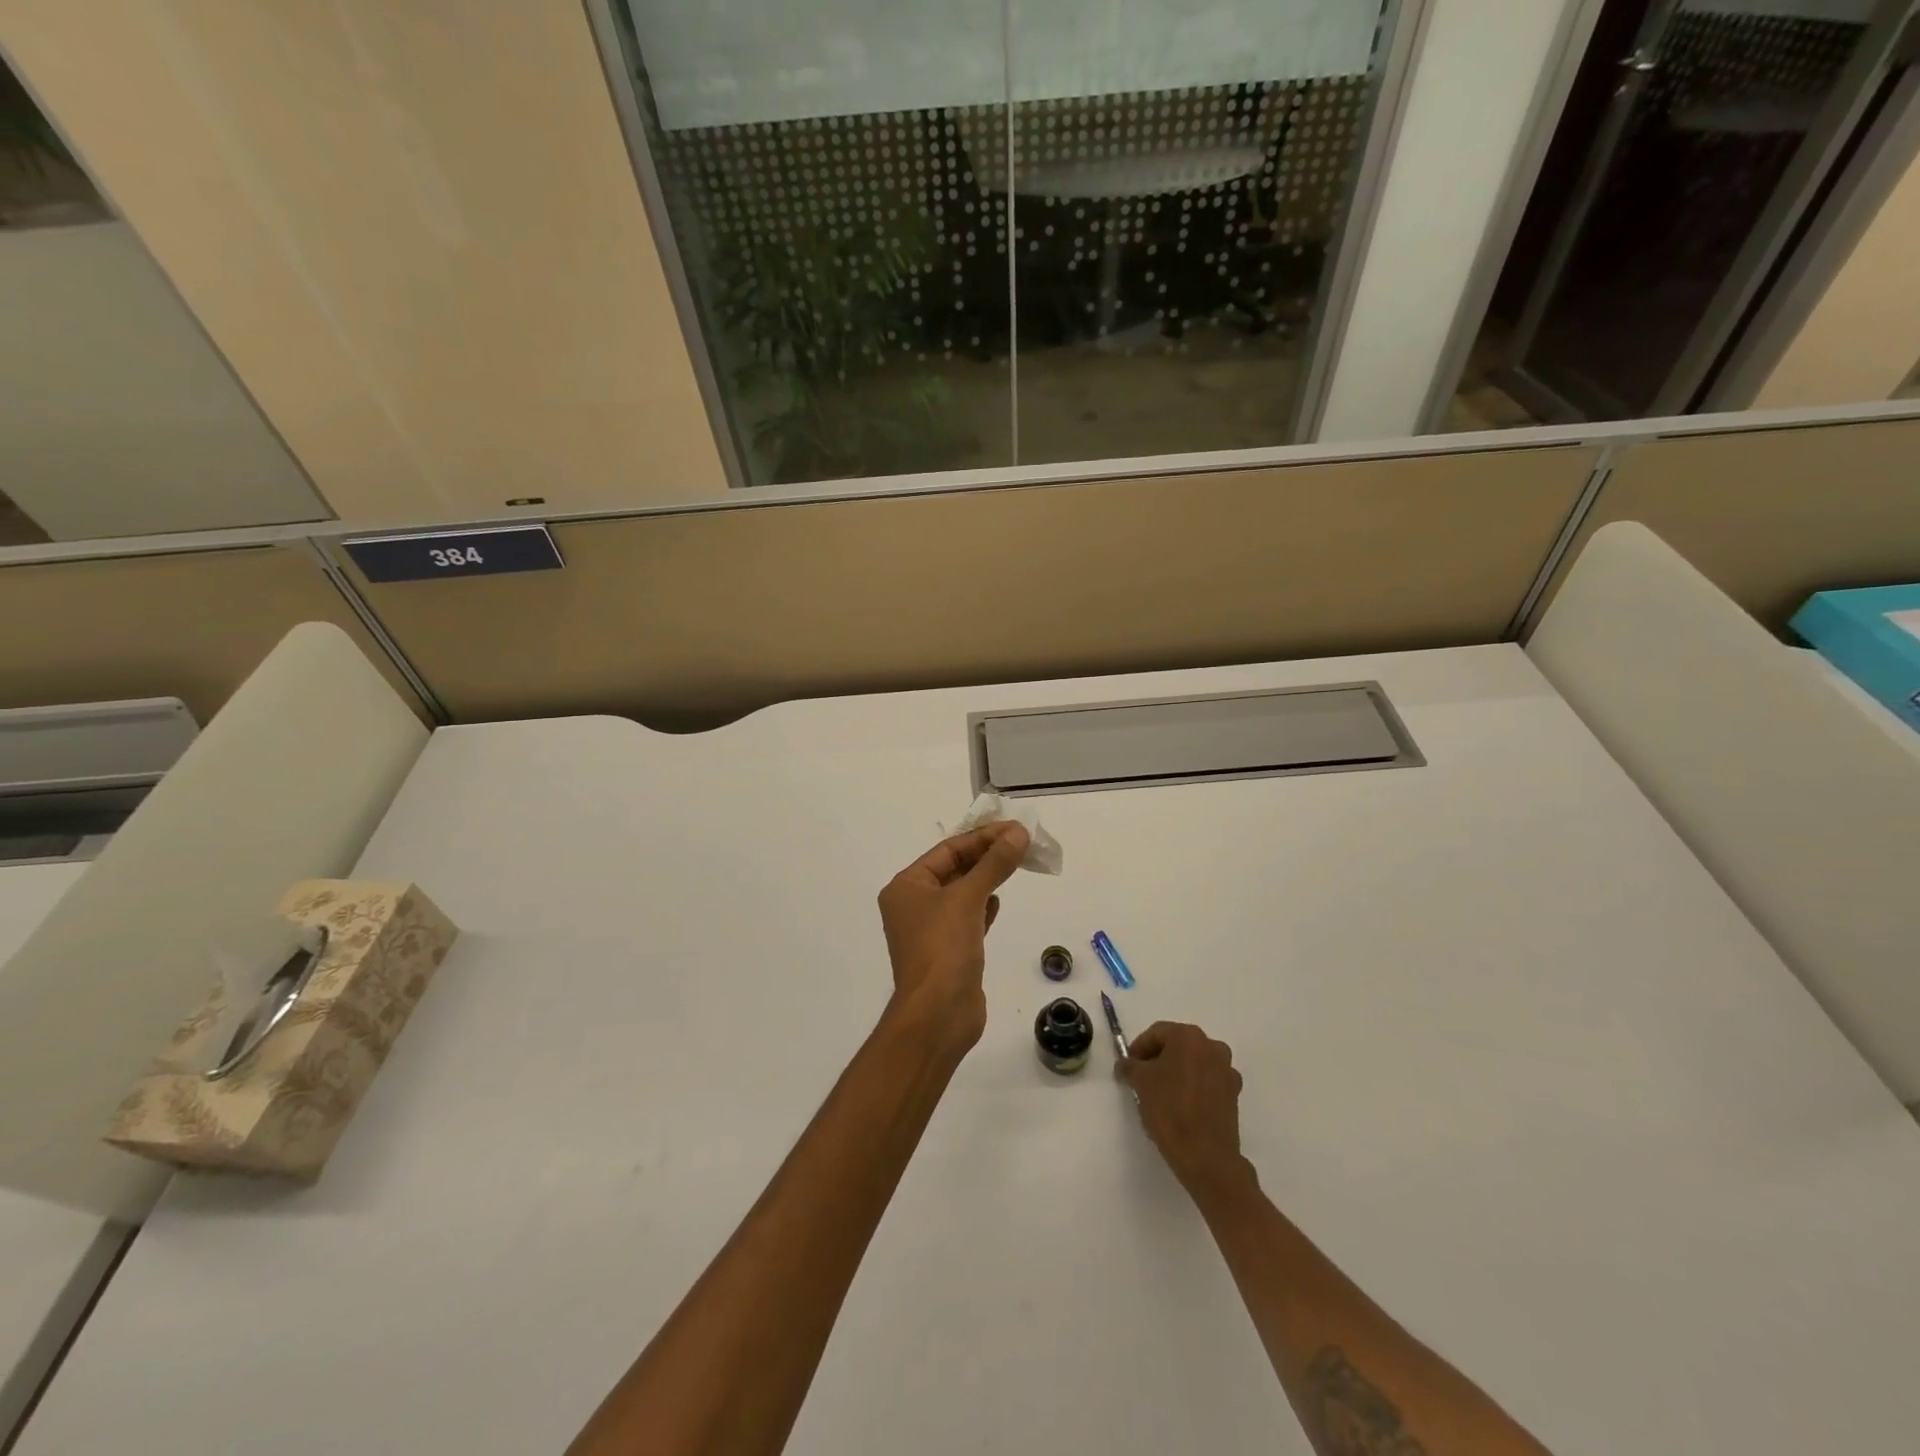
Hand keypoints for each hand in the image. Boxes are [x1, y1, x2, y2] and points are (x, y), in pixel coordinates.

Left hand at [877, 822, 1028, 1053]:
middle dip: (986, 856)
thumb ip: (994, 864)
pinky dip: (982, 906)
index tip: (1014, 829)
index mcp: (906, 886)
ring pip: (962, 894)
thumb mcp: (968, 898)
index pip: (947, 851)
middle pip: (954, 869)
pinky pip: (967, 918)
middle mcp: (913, 905)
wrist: (937, 1015)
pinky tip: (998, 901)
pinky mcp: (948, 952)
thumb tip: (1018, 833)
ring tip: (1016, 864)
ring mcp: (930, 930)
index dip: (982, 837)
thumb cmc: (943, 948)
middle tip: (1022, 843)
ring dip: (986, 879)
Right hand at [1119, 1022, 1253, 1201]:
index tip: (1128, 1066)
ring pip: (1194, 1064)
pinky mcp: (1234, 1094)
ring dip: (1176, 1073)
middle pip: (1178, 1045)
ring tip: (1160, 1094)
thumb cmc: (1170, 1109)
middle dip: (1158, 1059)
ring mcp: (1227, 1071)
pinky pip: (1207, 1082)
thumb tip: (1125, 1064)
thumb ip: (1129, 1066)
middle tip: (1141, 1078)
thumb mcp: (1140, 1082)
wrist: (1206, 1156)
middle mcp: (1212, 1047)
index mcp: (1189, 1037)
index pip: (1157, 1033)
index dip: (1139, 1047)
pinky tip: (1180, 1106)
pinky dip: (1193, 1087)